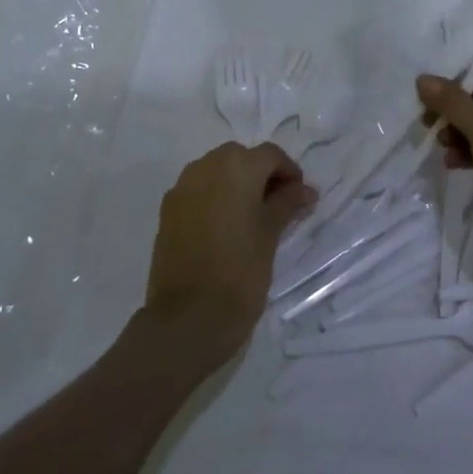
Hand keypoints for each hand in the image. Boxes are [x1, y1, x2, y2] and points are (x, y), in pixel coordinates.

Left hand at [142, 142, 315, 367]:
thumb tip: (305, 190)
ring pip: (216, 171)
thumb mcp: (271, 234)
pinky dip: (214, 197)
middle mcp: (205, 167)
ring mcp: (182, 188)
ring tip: (252, 217)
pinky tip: (225, 227)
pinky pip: (197, 190)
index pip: (270, 155)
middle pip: (240, 157)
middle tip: (278, 205)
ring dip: (236, 183)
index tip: (300, 198)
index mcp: (236, 167)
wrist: (187, 319)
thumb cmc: (240, 272)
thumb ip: (287, 204)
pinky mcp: (167, 211)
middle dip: (261, 174)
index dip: (289, 172)